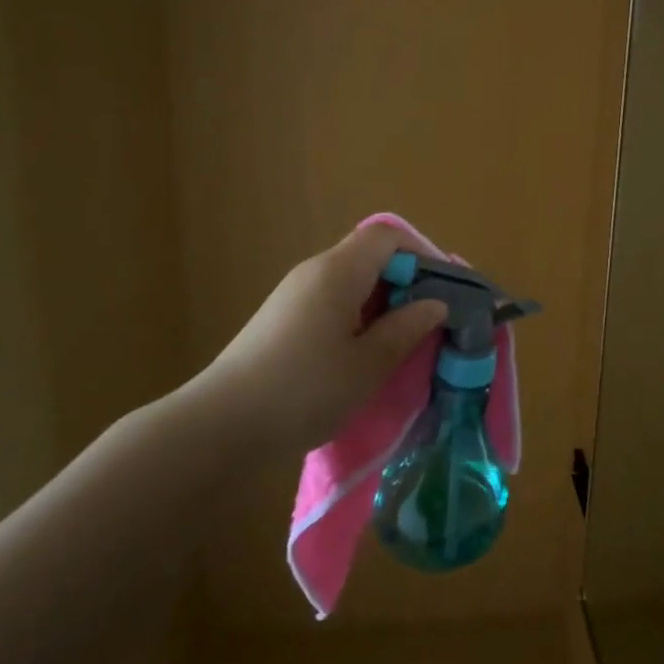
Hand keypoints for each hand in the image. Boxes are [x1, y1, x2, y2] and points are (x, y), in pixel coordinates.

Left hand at [181, 225, 447, 454]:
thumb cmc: (304, 390)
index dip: (422, 255)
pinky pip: (333, 302)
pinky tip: (364, 355)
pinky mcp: (282, 320)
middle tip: (431, 321)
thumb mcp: (368, 364)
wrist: (220, 427)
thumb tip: (436, 304)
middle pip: (370, 256)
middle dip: (407, 282)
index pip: (387, 236)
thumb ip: (407, 328)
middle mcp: (314, 271)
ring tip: (403, 342)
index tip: (444, 291)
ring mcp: (294, 295)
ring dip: (383, 304)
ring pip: (352, 282)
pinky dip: (358, 318)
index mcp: (338, 271)